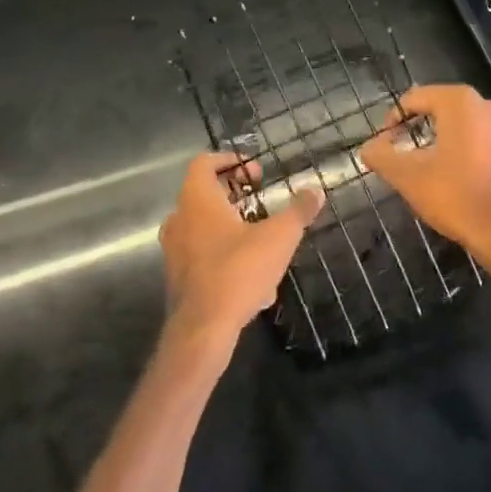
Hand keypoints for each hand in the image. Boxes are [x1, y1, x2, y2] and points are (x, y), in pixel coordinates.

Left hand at [160, 152, 321, 349]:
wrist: (202, 330)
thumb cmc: (239, 271)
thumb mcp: (279, 237)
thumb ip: (299, 211)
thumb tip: (316, 191)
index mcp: (198, 200)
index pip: (204, 163)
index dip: (230, 161)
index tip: (256, 173)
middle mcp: (180, 219)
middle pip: (204, 193)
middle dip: (235, 194)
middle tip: (261, 200)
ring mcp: (175, 250)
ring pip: (204, 225)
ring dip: (231, 225)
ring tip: (262, 238)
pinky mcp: (179, 278)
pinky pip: (203, 254)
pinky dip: (226, 254)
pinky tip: (254, 278)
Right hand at [359, 84, 490, 277]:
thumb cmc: (455, 195)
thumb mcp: (407, 176)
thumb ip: (381, 156)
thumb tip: (368, 147)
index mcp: (460, 102)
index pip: (416, 98)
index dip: (395, 117)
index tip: (383, 141)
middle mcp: (487, 106)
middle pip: (441, 108)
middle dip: (418, 126)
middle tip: (400, 150)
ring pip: (463, 125)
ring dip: (442, 138)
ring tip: (424, 162)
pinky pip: (482, 142)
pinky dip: (465, 151)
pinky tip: (454, 174)